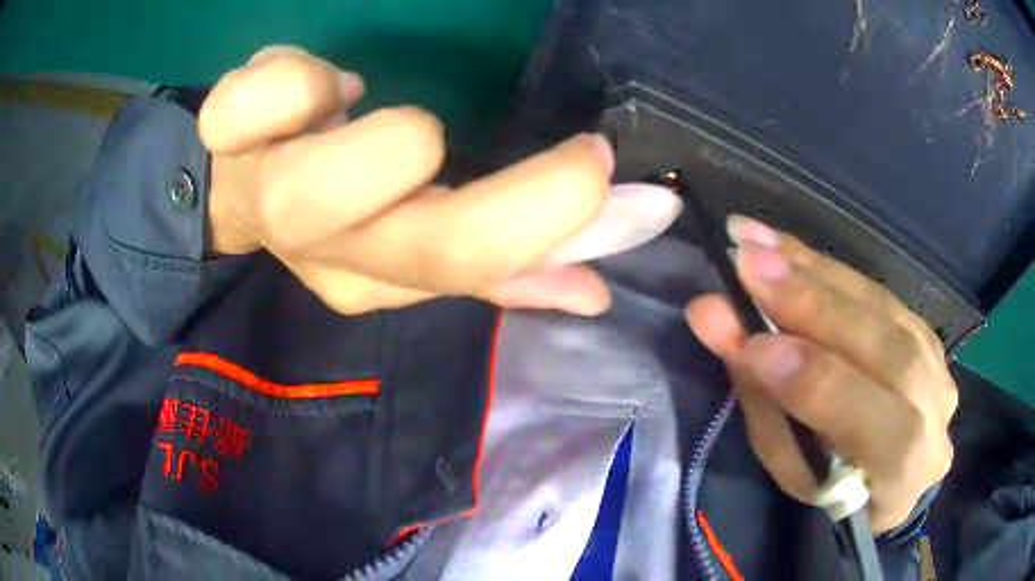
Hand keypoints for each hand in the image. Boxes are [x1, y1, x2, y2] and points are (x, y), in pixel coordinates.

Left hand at [201, 46, 616, 314]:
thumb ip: (503, 267)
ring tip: (369, 106)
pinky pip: (273, 96)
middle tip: (570, 150)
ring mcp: (270, 193)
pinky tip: (318, 90)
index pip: (476, 271)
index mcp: (380, 277)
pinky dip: (304, 76)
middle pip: (434, 245)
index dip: (555, 221)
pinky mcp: (228, 136)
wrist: (232, 190)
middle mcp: (328, 250)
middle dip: (527, 195)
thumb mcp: (411, 245)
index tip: (604, 167)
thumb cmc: (329, 209)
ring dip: (390, 133)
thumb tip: (596, 293)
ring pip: (335, 178)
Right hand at [686, 216, 956, 532]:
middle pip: (888, 350)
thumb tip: (717, 321)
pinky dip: (828, 268)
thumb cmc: (831, 484)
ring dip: (816, 273)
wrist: (887, 467)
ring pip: (883, 308)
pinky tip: (786, 248)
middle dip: (815, 307)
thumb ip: (765, 399)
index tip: (754, 346)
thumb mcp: (792, 466)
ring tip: (757, 243)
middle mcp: (934, 409)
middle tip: (749, 264)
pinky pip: (877, 290)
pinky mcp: (923, 327)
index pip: (874, 425)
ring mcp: (937, 361)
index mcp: (903, 472)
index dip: (817, 383)